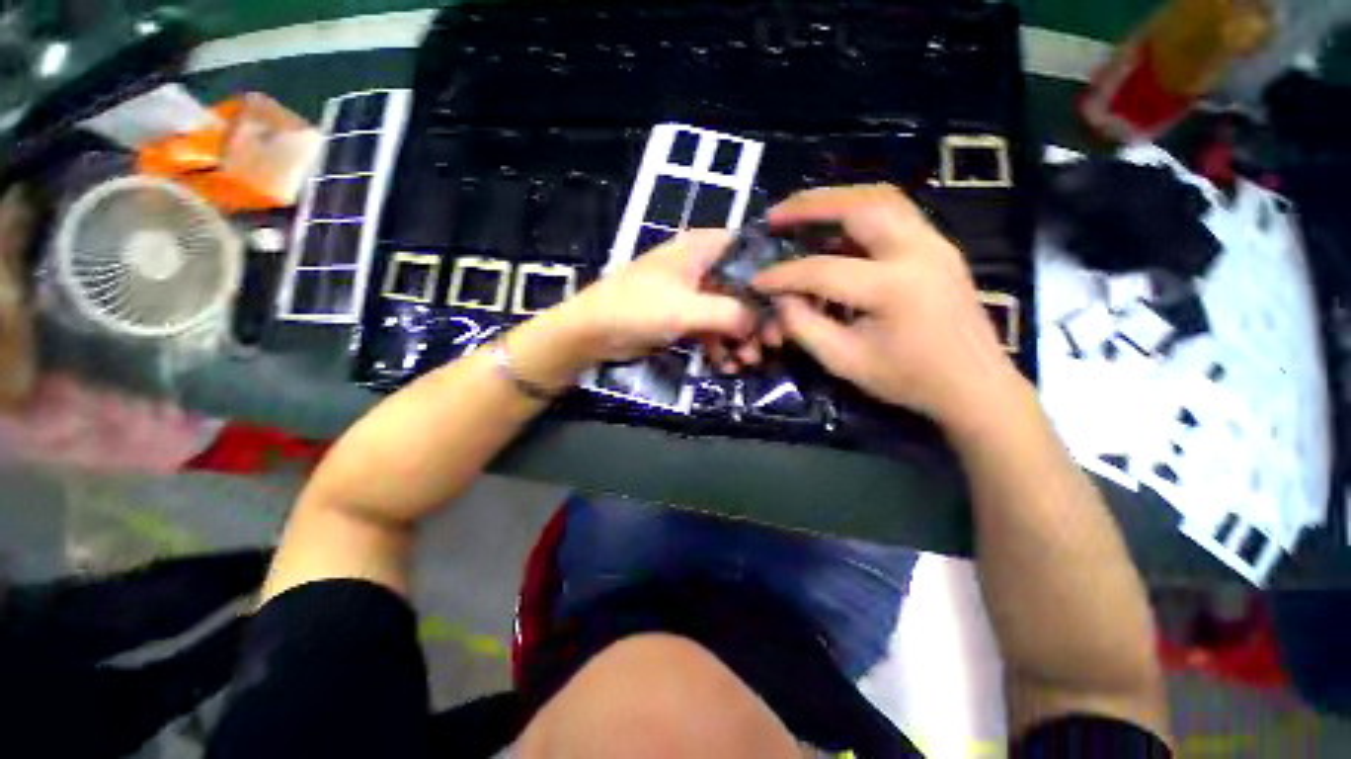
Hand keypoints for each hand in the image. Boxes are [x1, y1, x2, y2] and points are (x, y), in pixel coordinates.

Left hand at [549, 229, 756, 366]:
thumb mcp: (686, 309)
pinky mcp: (682, 317)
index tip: (788, 302)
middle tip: (770, 345)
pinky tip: (726, 365)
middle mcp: (699, 266)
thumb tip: (759, 324)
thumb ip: (729, 313)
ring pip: (727, 312)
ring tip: (748, 362)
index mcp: (700, 249)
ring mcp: (690, 294)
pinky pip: (710, 329)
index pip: (747, 249)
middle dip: (756, 318)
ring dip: (739, 338)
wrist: (592, 333)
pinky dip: (720, 346)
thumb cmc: (637, 309)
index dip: (769, 273)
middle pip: (741, 287)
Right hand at [753, 184, 1024, 428]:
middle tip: (776, 216)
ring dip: (837, 200)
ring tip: (802, 212)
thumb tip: (782, 297)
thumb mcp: (844, 362)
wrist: (975, 385)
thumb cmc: (907, 379)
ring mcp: (934, 243)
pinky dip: (859, 212)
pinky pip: (894, 213)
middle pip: (859, 206)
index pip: (821, 270)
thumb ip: (804, 327)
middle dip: (810, 205)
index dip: (782, 275)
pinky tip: (837, 230)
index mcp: (892, 288)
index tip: (756, 280)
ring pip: (881, 198)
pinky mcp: (939, 246)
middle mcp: (917, 251)